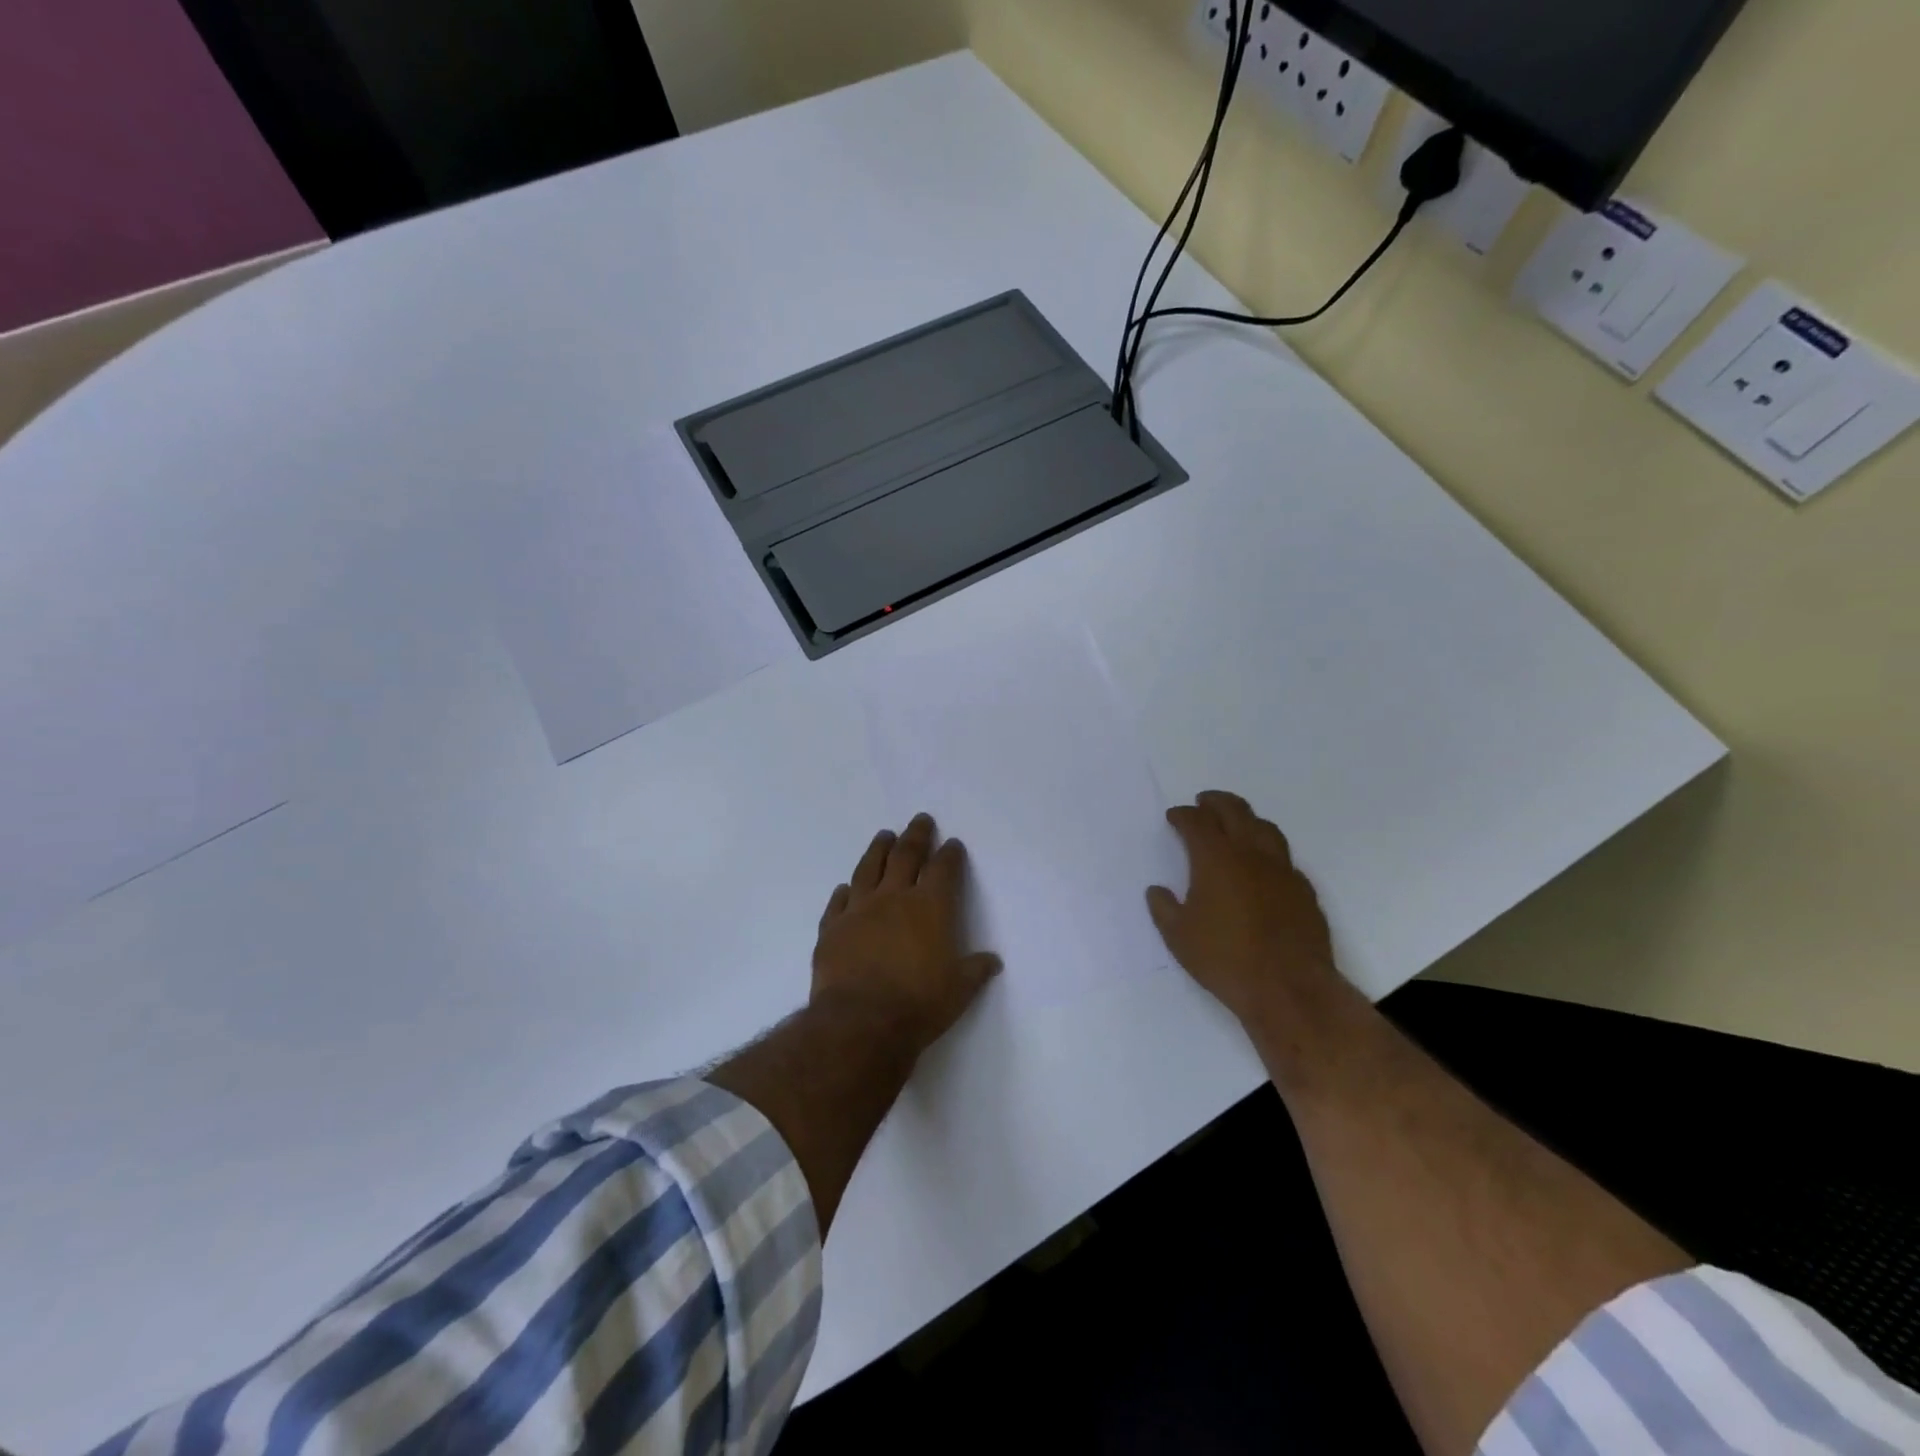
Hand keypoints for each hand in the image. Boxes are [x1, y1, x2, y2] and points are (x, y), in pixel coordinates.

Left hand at [812, 813, 1001, 1052]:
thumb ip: (975, 970)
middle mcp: (894, 898)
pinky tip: (845, 887)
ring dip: (878, 849)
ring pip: (869, 868)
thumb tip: (993, 961)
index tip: (952, 843)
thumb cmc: (918, 1004)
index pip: (943, 869)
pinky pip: (838, 902)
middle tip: (920, 820)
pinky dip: (844, 892)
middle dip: (916, 836)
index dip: (950, 854)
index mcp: (930, 907)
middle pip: (906, 856)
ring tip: (884, 836)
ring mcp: (859, 910)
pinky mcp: (832, 928)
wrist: (860, 1022)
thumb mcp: (959, 991)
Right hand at [1146, 791, 1346, 1028]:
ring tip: (1235, 823)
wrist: (1289, 988)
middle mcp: (1251, 854)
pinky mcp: (1304, 890)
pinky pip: (1284, 857)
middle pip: (1235, 812)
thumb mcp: (1178, 936)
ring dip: (1246, 819)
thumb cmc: (1225, 959)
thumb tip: (1157, 891)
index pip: (1197, 822)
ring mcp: (1283, 870)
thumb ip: (1164, 908)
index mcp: (1216, 859)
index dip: (1183, 815)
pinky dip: (1267, 850)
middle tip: (1203, 802)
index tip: (1174, 816)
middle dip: (1216, 802)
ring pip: (1265, 828)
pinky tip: (1262, 865)